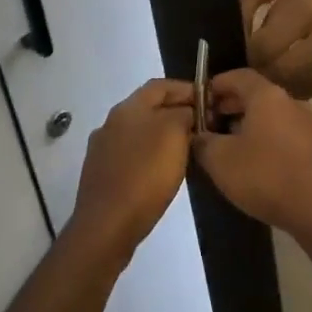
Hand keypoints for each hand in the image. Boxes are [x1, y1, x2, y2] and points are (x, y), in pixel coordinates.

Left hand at [69, 79, 195, 259]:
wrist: (106, 227)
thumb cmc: (145, 174)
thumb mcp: (175, 134)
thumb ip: (184, 114)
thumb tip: (187, 112)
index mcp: (128, 108)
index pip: (161, 85)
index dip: (186, 89)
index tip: (209, 101)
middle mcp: (111, 122)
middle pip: (149, 108)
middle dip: (176, 113)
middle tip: (201, 127)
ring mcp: (102, 150)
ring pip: (140, 133)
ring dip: (163, 136)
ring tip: (187, 150)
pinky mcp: (101, 175)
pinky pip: (132, 156)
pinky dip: (150, 157)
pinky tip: (163, 173)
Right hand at [192, 69, 311, 237]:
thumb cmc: (267, 176)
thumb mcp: (221, 161)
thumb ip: (203, 143)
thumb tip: (198, 135)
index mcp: (268, 95)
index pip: (238, 76)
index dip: (215, 85)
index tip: (199, 101)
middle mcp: (291, 101)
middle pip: (256, 95)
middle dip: (230, 106)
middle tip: (209, 125)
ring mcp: (309, 124)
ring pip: (271, 115)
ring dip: (248, 124)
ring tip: (229, 147)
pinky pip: (285, 133)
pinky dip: (266, 139)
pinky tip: (256, 164)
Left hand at [248, 0, 311, 96]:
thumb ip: (282, 10)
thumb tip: (262, 37)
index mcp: (308, 8)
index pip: (264, 48)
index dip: (249, 54)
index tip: (244, 51)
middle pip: (279, 74)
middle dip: (262, 74)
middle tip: (256, 68)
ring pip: (301, 87)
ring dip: (284, 85)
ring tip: (276, 76)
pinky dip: (307, 86)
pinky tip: (300, 77)